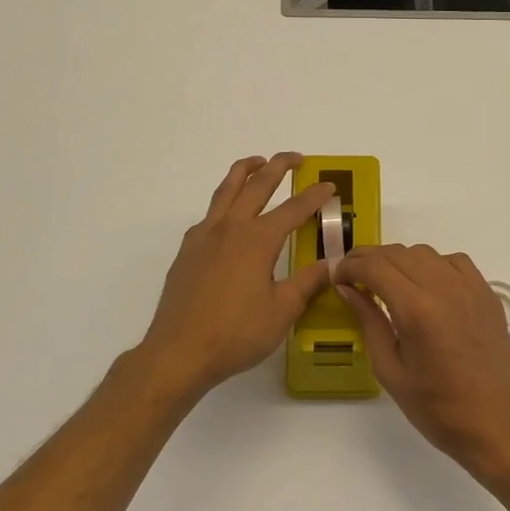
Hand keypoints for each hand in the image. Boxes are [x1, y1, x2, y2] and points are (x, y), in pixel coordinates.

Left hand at [136, 154, 334, 401]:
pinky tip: (229, 215)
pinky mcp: (187, 251)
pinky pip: (209, 214)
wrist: (179, 352)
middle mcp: (230, 228)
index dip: (314, 195)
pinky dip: (224, 202)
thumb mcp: (282, 311)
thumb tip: (330, 264)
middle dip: (278, 167)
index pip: (294, 208)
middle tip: (296, 158)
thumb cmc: (236, 333)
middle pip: (257, 185)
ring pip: (226, 190)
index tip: (329, 185)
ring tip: (257, 162)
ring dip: (244, 171)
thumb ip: (307, 282)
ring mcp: (204, 236)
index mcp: (258, 240)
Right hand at [334, 244, 509, 469]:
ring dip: (399, 261)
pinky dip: (433, 265)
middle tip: (353, 277)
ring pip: (425, 253)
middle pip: (397, 253)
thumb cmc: (436, 408)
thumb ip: (369, 322)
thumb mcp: (390, 370)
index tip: (337, 277)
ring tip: (387, 283)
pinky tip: (426, 286)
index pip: (374, 267)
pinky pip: (454, 262)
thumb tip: (348, 289)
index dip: (349, 266)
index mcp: (417, 310)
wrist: (494, 424)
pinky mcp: (486, 293)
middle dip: (369, 259)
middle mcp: (444, 288)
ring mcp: (470, 287)